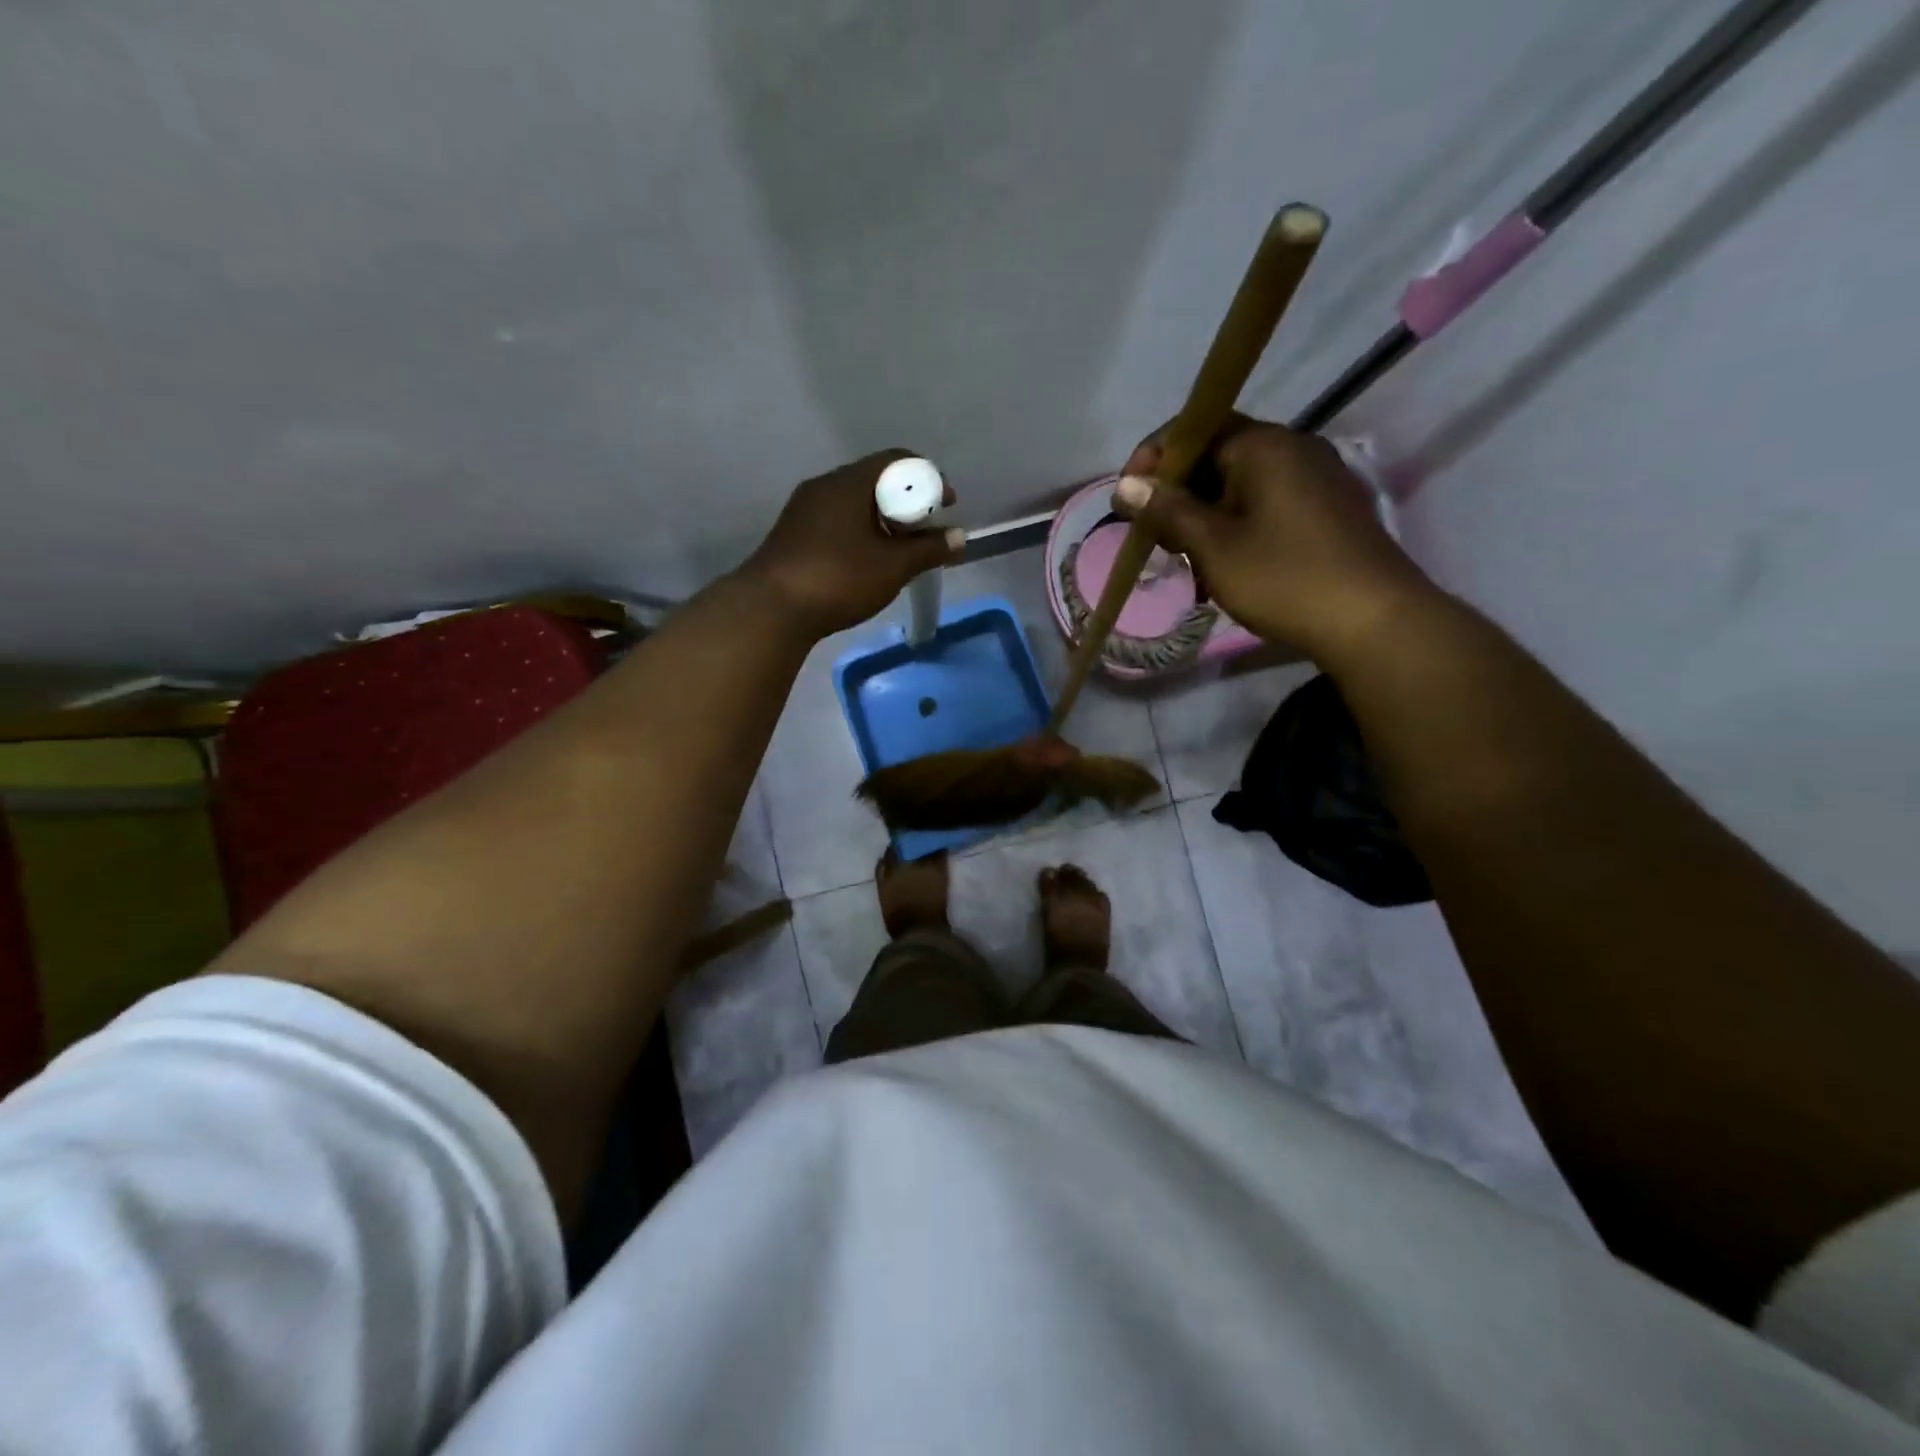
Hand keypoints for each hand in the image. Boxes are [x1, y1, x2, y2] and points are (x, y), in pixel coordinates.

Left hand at [740, 449, 964, 638]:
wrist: (771, 609)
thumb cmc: (839, 579)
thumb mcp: (893, 566)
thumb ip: (929, 549)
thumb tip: (959, 537)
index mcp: (850, 482)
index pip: (897, 460)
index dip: (929, 478)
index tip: (947, 505)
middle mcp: (825, 485)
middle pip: (875, 480)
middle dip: (907, 502)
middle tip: (926, 530)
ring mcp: (804, 508)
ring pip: (854, 502)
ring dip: (883, 519)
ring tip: (900, 549)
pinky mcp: (794, 532)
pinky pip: (837, 520)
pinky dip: (861, 531)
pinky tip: (867, 559)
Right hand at [1114, 414, 1436, 660]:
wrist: (1374, 621)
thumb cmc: (1284, 578)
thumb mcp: (1214, 547)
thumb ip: (1167, 511)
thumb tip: (1126, 485)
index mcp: (1265, 445)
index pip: (1196, 428)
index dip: (1155, 458)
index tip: (1129, 498)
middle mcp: (1295, 448)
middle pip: (1218, 456)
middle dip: (1179, 494)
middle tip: (1156, 538)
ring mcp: (1318, 478)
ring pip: (1242, 485)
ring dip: (1206, 516)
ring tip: (1189, 561)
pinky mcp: (1329, 510)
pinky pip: (1268, 504)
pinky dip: (1238, 526)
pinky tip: (1227, 566)